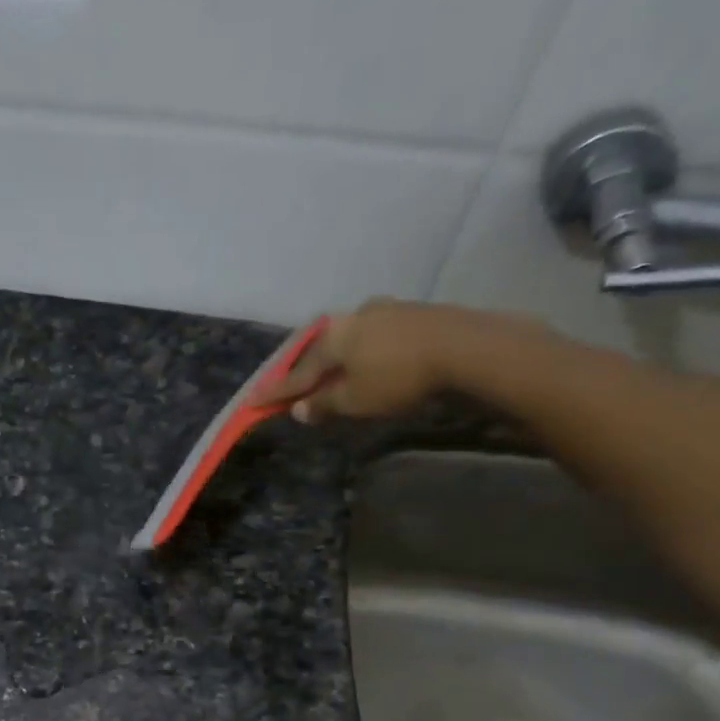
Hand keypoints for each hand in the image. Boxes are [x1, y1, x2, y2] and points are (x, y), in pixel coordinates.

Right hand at [250, 298, 546, 423]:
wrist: (468, 348)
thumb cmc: (399, 377)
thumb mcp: (355, 400)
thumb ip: (324, 404)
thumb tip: (299, 409)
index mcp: (333, 337)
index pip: (296, 373)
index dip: (275, 392)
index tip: (251, 402)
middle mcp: (354, 316)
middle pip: (322, 349)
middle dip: (307, 369)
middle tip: (294, 386)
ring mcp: (387, 310)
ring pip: (350, 338)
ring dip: (338, 358)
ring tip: (333, 374)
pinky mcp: (415, 313)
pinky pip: (375, 336)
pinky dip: (364, 352)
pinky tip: (369, 361)